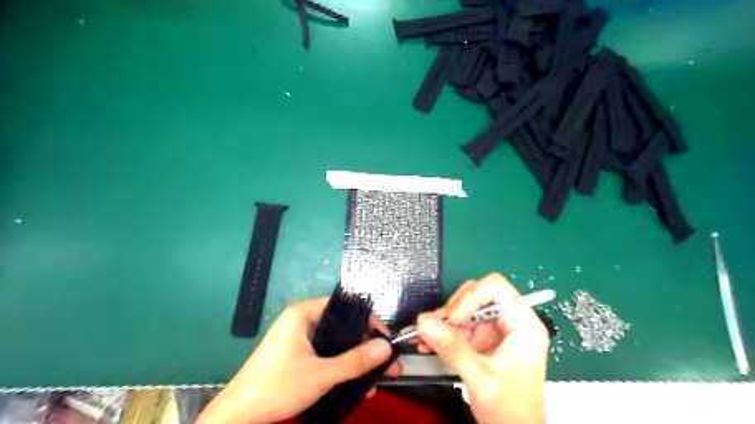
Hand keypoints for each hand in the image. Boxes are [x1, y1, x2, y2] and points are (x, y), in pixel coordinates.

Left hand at [199, 297, 400, 423]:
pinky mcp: (298, 355)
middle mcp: (302, 321)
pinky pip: (327, 355)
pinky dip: (342, 368)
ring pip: (337, 344)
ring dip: (356, 361)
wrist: (237, 417)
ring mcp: (299, 339)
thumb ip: (355, 360)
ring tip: (378, 380)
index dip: (368, 320)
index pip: (345, 306)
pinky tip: (358, 386)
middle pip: (343, 326)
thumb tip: (386, 347)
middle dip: (366, 347)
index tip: (386, 339)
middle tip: (387, 363)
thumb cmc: (277, 387)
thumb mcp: (321, 374)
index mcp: (304, 313)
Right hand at [412, 273, 548, 422]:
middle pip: (476, 296)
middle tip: (433, 326)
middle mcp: (508, 321)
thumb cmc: (511, 410)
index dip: (472, 297)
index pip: (496, 288)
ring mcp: (493, 331)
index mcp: (522, 323)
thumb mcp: (481, 377)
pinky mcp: (481, 342)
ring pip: (463, 311)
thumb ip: (453, 348)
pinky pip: (457, 327)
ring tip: (421, 335)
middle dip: (452, 310)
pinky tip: (424, 342)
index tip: (454, 319)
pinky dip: (441, 333)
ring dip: (441, 322)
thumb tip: (423, 322)